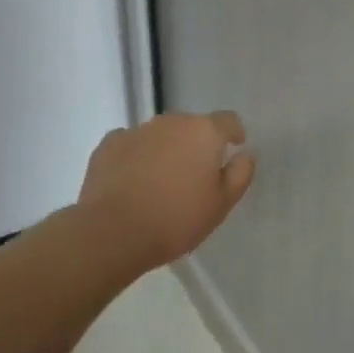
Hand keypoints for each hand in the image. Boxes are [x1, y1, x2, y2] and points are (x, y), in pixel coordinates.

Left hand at [79, 111, 255, 269]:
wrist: (112, 232)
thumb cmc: (176, 219)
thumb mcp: (221, 204)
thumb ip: (239, 174)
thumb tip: (244, 155)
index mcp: (203, 132)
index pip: (228, 120)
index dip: (233, 133)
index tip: (233, 148)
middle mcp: (171, 122)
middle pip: (191, 126)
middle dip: (196, 145)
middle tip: (194, 176)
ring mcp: (137, 130)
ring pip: (160, 134)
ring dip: (166, 150)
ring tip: (161, 182)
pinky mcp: (108, 144)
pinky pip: (131, 144)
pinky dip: (136, 156)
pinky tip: (132, 181)